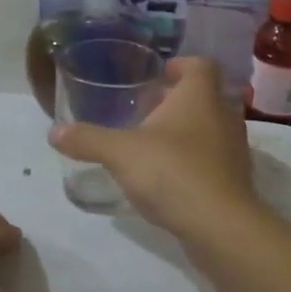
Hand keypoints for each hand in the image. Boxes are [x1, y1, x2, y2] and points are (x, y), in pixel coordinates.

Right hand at [49, 57, 259, 241]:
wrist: (220, 226)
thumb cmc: (172, 171)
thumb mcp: (120, 152)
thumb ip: (88, 139)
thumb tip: (53, 132)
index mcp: (200, 97)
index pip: (201, 65)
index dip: (181, 65)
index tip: (160, 75)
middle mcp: (224, 116)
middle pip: (206, 97)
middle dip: (178, 101)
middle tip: (148, 111)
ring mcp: (234, 150)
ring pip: (211, 129)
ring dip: (188, 132)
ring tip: (155, 144)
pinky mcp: (236, 180)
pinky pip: (214, 160)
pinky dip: (195, 162)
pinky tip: (170, 178)